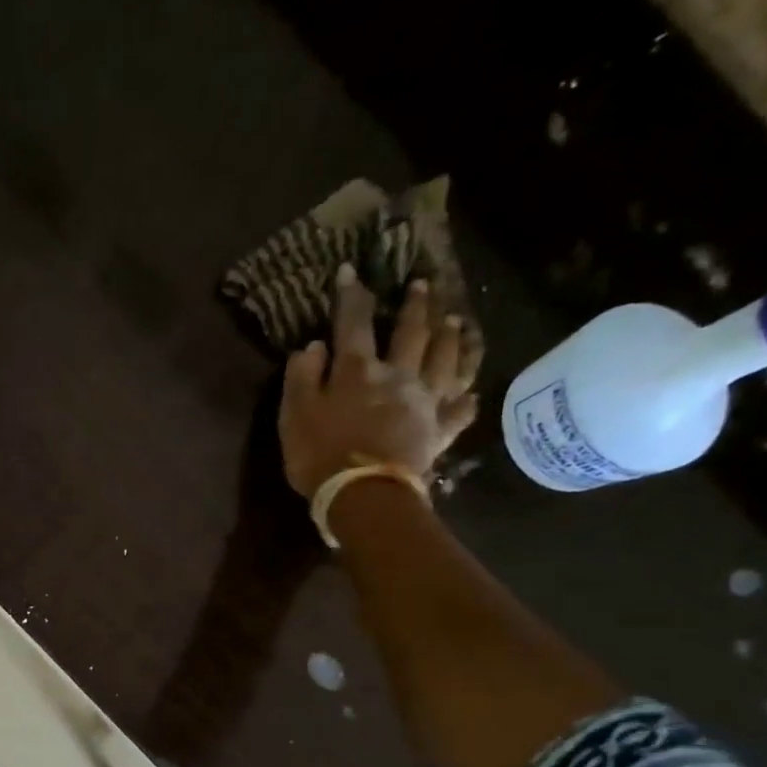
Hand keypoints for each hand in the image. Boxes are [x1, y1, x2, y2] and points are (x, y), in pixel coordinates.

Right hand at [278, 266, 482, 496]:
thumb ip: (302, 378)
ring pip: (447, 360)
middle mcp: (399, 375)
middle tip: (423, 284)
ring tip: (456, 320)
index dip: (351, 296)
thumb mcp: (294, 416)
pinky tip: (472, 392)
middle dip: (416, 305)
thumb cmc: (321, 456)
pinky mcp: (440, 431)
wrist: (364, 495)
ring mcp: (425, 402)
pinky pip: (461, 410)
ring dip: (452, 337)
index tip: (349, 271)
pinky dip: (468, 398)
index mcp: (358, 370)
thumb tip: (312, 346)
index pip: (353, 323)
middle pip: (412, 332)